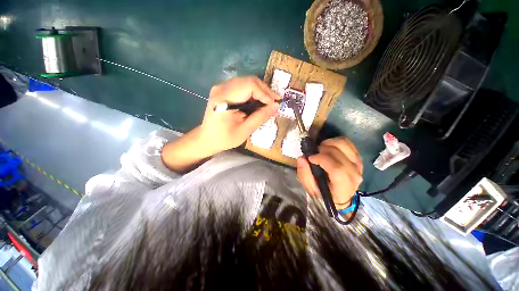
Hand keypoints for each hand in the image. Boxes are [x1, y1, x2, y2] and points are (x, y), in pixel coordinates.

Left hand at [199, 76, 280, 153]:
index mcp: (224, 98)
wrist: (207, 139)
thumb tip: (276, 106)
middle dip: (265, 91)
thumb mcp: (244, 130)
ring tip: (269, 103)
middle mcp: (221, 88)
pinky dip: (253, 93)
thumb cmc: (224, 138)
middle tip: (275, 102)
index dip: (265, 93)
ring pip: (247, 82)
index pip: (249, 86)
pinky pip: (242, 87)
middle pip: (249, 81)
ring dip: (260, 92)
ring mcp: (221, 87)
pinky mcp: (224, 91)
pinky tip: (259, 102)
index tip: (275, 104)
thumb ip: (260, 117)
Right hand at [296, 137, 362, 208]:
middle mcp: (354, 174)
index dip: (322, 159)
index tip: (310, 158)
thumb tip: (302, 158)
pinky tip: (328, 147)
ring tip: (320, 149)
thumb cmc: (323, 193)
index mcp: (343, 186)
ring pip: (343, 145)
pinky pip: (347, 143)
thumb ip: (304, 174)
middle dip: (322, 150)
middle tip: (313, 153)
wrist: (339, 196)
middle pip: (338, 154)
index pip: (337, 169)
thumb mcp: (310, 188)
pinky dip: (335, 141)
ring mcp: (358, 164)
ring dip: (328, 143)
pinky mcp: (357, 157)